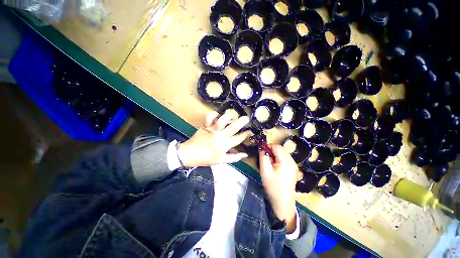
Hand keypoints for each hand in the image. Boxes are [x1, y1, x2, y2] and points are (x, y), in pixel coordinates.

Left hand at [178, 111, 250, 166]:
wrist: (190, 154)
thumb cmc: (206, 158)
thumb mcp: (221, 161)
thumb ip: (234, 158)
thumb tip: (245, 155)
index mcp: (225, 145)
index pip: (239, 138)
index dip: (245, 134)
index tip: (249, 131)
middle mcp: (220, 136)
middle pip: (233, 127)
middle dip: (242, 121)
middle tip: (246, 118)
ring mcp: (213, 130)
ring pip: (222, 120)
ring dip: (228, 116)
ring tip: (232, 115)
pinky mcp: (205, 125)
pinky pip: (209, 117)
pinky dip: (214, 114)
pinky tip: (217, 115)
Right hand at [259, 145, 298, 233]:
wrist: (283, 202)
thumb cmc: (273, 186)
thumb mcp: (265, 171)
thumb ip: (263, 157)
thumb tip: (262, 148)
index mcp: (286, 161)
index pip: (277, 146)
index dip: (268, 146)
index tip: (261, 151)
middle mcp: (292, 161)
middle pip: (281, 149)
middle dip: (271, 150)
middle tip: (264, 157)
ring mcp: (293, 165)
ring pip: (283, 153)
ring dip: (274, 154)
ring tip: (269, 163)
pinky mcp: (293, 169)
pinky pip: (285, 159)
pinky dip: (278, 159)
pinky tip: (274, 166)